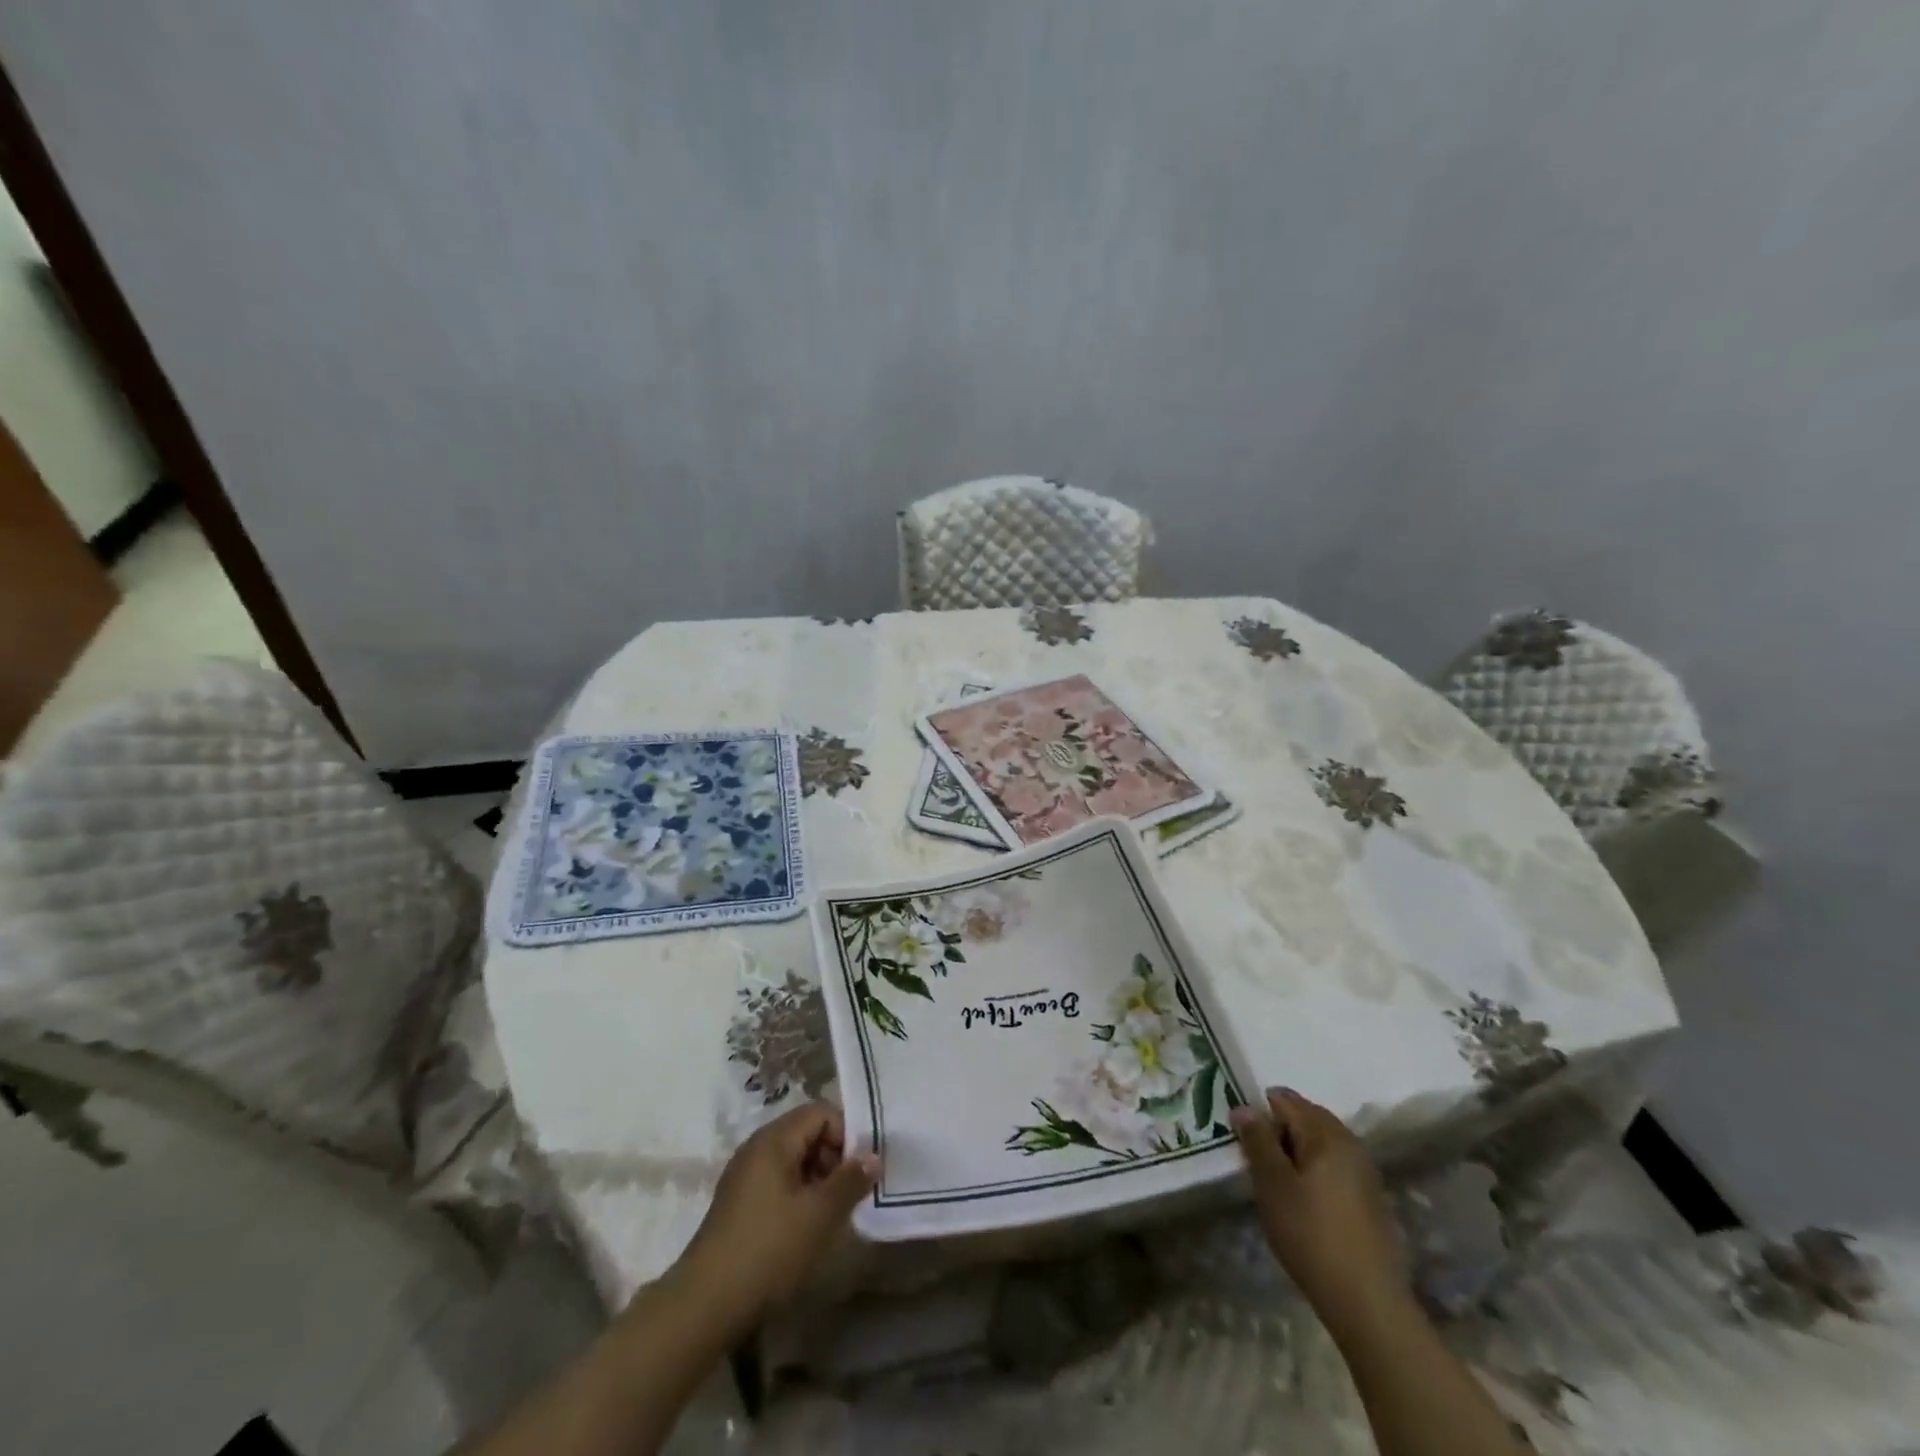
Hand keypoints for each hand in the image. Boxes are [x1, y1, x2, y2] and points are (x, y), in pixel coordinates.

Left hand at [669, 1102, 878, 1339]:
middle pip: (807, 1132)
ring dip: (818, 1178)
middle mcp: (757, 1147)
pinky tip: (806, 1227)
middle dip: (834, 1157)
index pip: (821, 1112)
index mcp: (774, 1139)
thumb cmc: (767, 1250)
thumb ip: (850, 1181)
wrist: (704, 1305)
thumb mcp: (819, 1215)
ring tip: (831, 1214)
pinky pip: (779, 1180)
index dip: (846, 1134)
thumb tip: (873, 1156)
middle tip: (849, 1194)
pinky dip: (799, 1193)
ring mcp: (745, 1175)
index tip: (860, 1171)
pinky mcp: (739, 1202)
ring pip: (794, 1158)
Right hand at [1230, 1087, 1408, 1334]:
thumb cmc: (1312, 1234)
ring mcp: (1363, 1172)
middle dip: (1276, 1133)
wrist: (1368, 1303)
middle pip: (1304, 1118)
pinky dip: (1311, 1172)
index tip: (1242, 1141)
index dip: (1258, 1113)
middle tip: (1255, 1164)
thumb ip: (1257, 1140)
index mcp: (1327, 1133)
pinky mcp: (1369, 1198)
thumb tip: (1244, 1106)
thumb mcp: (1273, 1184)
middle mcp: (1350, 1143)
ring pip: (1318, 1144)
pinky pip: (1332, 1167)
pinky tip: (1301, 1203)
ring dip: (1293, 1154)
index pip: (1284, 1100)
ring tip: (1274, 1185)